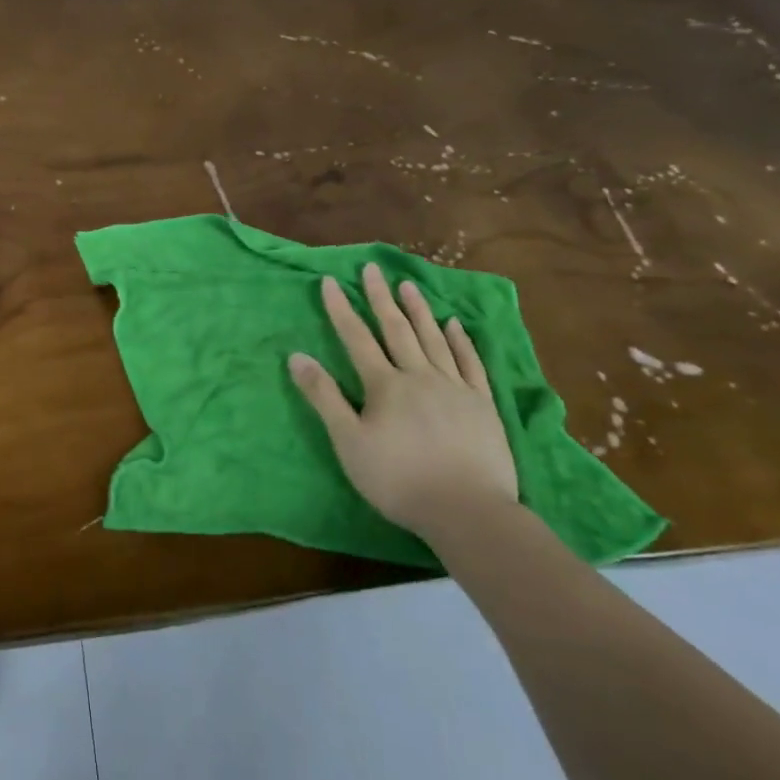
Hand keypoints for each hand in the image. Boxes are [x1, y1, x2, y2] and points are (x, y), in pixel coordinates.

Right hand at [288, 265, 517, 540]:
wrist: (467, 510)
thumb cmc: (398, 479)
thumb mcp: (348, 442)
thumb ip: (323, 397)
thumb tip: (297, 356)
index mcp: (384, 385)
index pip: (357, 338)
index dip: (341, 309)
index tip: (330, 281)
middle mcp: (419, 376)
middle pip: (396, 330)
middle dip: (380, 298)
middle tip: (372, 269)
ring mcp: (455, 388)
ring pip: (433, 339)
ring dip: (418, 310)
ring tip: (409, 285)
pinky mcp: (482, 404)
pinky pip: (470, 363)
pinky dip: (461, 341)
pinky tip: (455, 324)